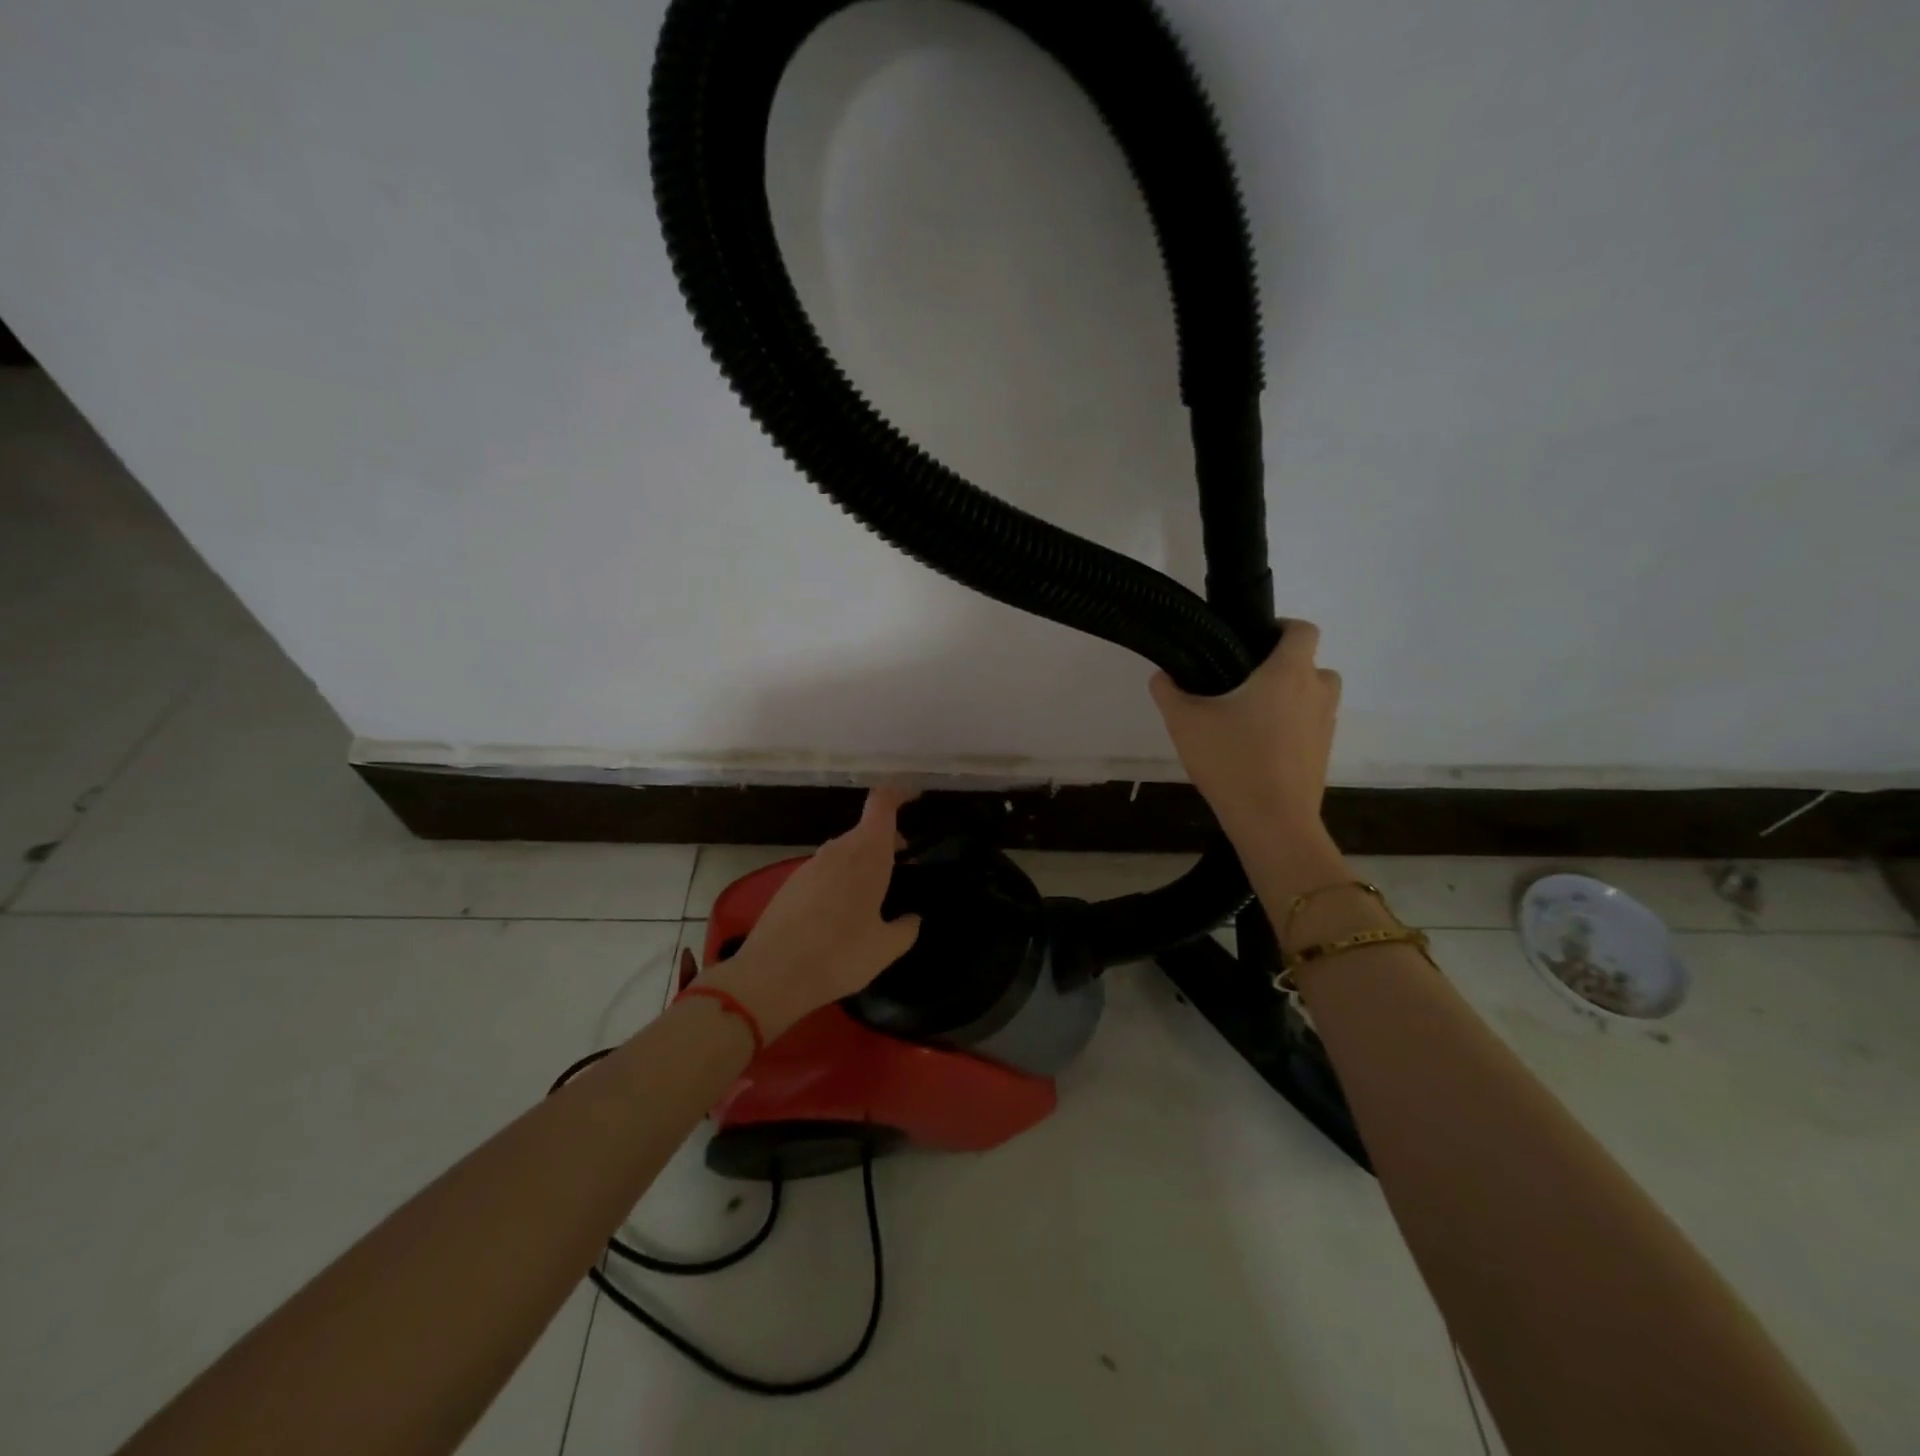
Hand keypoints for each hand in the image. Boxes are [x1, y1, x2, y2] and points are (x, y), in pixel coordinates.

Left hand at [701, 786, 922, 1037]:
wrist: (771, 975)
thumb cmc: (839, 955)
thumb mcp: (885, 948)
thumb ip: (906, 928)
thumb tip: (912, 918)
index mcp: (867, 854)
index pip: (883, 803)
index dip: (900, 793)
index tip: (916, 797)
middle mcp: (838, 850)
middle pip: (866, 829)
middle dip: (888, 841)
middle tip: (904, 869)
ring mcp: (811, 864)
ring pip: (846, 850)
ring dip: (864, 862)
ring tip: (875, 896)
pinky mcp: (791, 882)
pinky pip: (826, 869)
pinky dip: (842, 878)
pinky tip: (842, 913)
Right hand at [1149, 619, 1340, 855]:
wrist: (1272, 822)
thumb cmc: (1231, 761)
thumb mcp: (1184, 723)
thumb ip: (1168, 691)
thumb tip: (1162, 676)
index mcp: (1288, 672)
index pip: (1302, 629)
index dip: (1281, 628)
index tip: (1250, 642)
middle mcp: (1316, 691)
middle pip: (1309, 663)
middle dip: (1281, 666)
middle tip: (1242, 683)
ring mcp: (1325, 723)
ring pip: (1312, 695)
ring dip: (1289, 696)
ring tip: (1250, 715)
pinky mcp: (1323, 752)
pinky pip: (1310, 724)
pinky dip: (1292, 726)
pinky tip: (1258, 747)